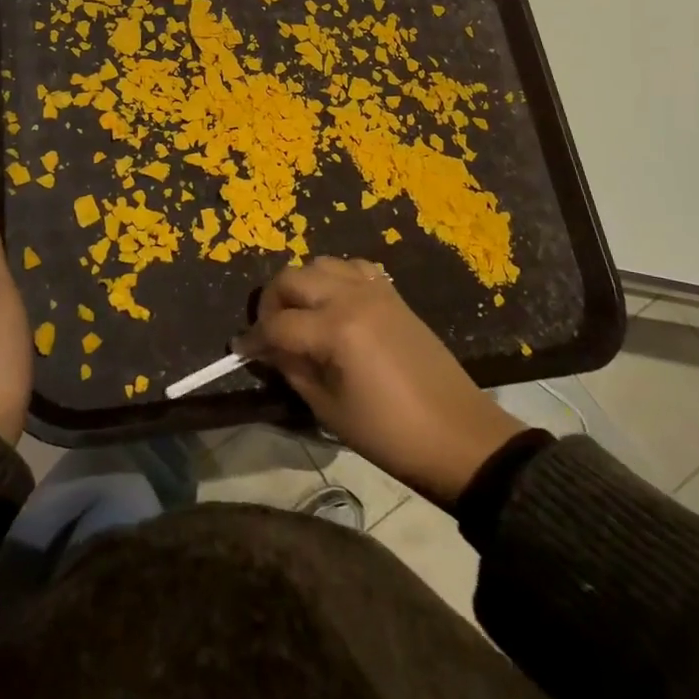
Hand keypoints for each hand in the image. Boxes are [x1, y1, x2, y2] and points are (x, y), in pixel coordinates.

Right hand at [236, 257, 527, 503]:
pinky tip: (335, 304)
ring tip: (300, 315)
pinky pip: (354, 267)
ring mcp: (375, 290)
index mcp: (336, 329)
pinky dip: (335, 278)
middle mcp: (352, 297)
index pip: (277, 323)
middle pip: (292, 278)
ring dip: (302, 284)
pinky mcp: (393, 294)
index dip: (254, 339)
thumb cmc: (389, 434)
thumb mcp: (329, 409)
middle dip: (272, 302)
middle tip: (269, 332)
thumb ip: (292, 369)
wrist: (458, 435)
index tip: (240, 351)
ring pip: (321, 264)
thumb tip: (268, 349)